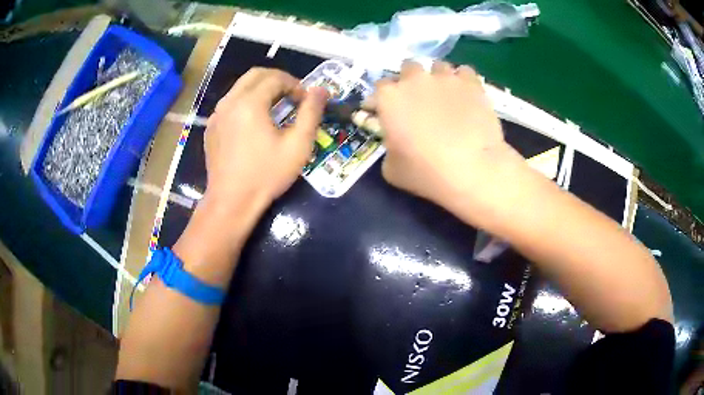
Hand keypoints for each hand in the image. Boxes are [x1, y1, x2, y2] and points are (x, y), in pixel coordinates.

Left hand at [203, 68, 328, 209]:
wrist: (231, 202)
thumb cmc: (266, 175)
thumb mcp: (298, 145)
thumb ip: (311, 112)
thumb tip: (321, 90)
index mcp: (250, 103)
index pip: (275, 77)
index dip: (295, 84)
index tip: (305, 101)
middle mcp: (229, 102)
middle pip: (255, 74)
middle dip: (278, 80)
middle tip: (292, 96)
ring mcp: (217, 115)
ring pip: (241, 87)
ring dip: (261, 89)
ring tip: (276, 108)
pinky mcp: (211, 128)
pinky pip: (230, 103)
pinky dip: (246, 102)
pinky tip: (255, 123)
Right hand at [375, 60, 523, 210]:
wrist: (472, 170)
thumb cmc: (426, 173)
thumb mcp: (391, 169)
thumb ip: (389, 146)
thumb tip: (397, 140)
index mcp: (389, 98)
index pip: (379, 87)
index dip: (384, 99)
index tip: (388, 110)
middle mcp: (414, 79)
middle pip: (408, 68)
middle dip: (410, 80)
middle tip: (419, 100)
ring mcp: (445, 77)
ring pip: (437, 66)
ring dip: (438, 78)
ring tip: (447, 96)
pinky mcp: (471, 82)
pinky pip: (464, 72)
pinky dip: (463, 81)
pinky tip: (466, 95)